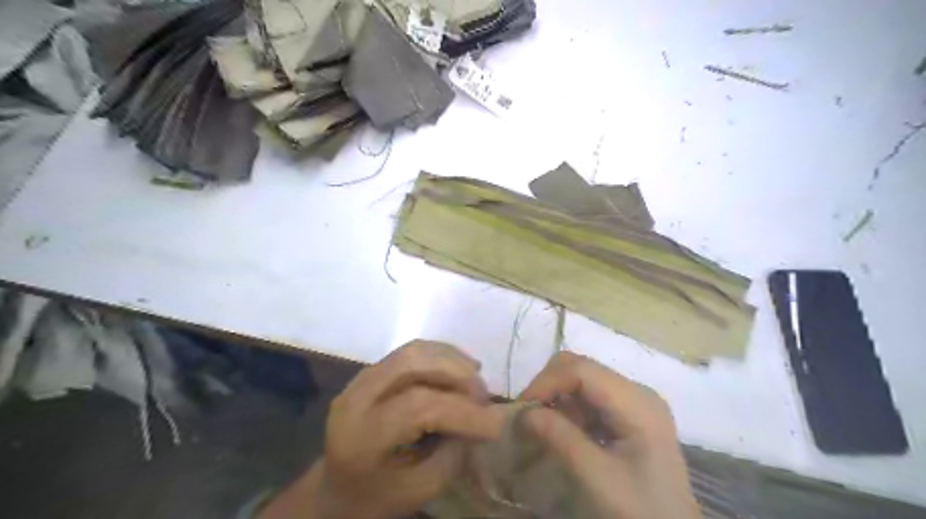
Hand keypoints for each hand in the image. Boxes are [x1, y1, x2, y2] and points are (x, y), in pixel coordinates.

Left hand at [259, 340, 504, 518]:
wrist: (335, 490)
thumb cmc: (376, 498)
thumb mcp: (419, 490)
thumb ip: (453, 452)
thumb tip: (483, 417)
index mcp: (362, 436)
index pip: (419, 407)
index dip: (463, 411)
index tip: (498, 423)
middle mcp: (356, 398)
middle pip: (413, 363)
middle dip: (457, 373)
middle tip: (484, 395)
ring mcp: (359, 379)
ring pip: (412, 351)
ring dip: (450, 359)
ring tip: (475, 377)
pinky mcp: (369, 371)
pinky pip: (409, 352)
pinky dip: (439, 355)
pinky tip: (458, 368)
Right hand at [520, 352, 701, 518]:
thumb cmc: (640, 510)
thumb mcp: (598, 478)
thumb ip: (560, 439)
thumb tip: (523, 412)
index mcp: (637, 402)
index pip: (581, 370)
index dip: (547, 382)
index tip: (522, 409)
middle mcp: (637, 391)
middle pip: (581, 368)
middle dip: (549, 386)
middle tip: (529, 417)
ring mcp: (634, 401)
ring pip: (582, 379)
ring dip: (557, 399)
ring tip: (543, 428)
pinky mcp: (628, 413)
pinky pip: (589, 397)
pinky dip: (569, 409)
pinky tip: (564, 433)